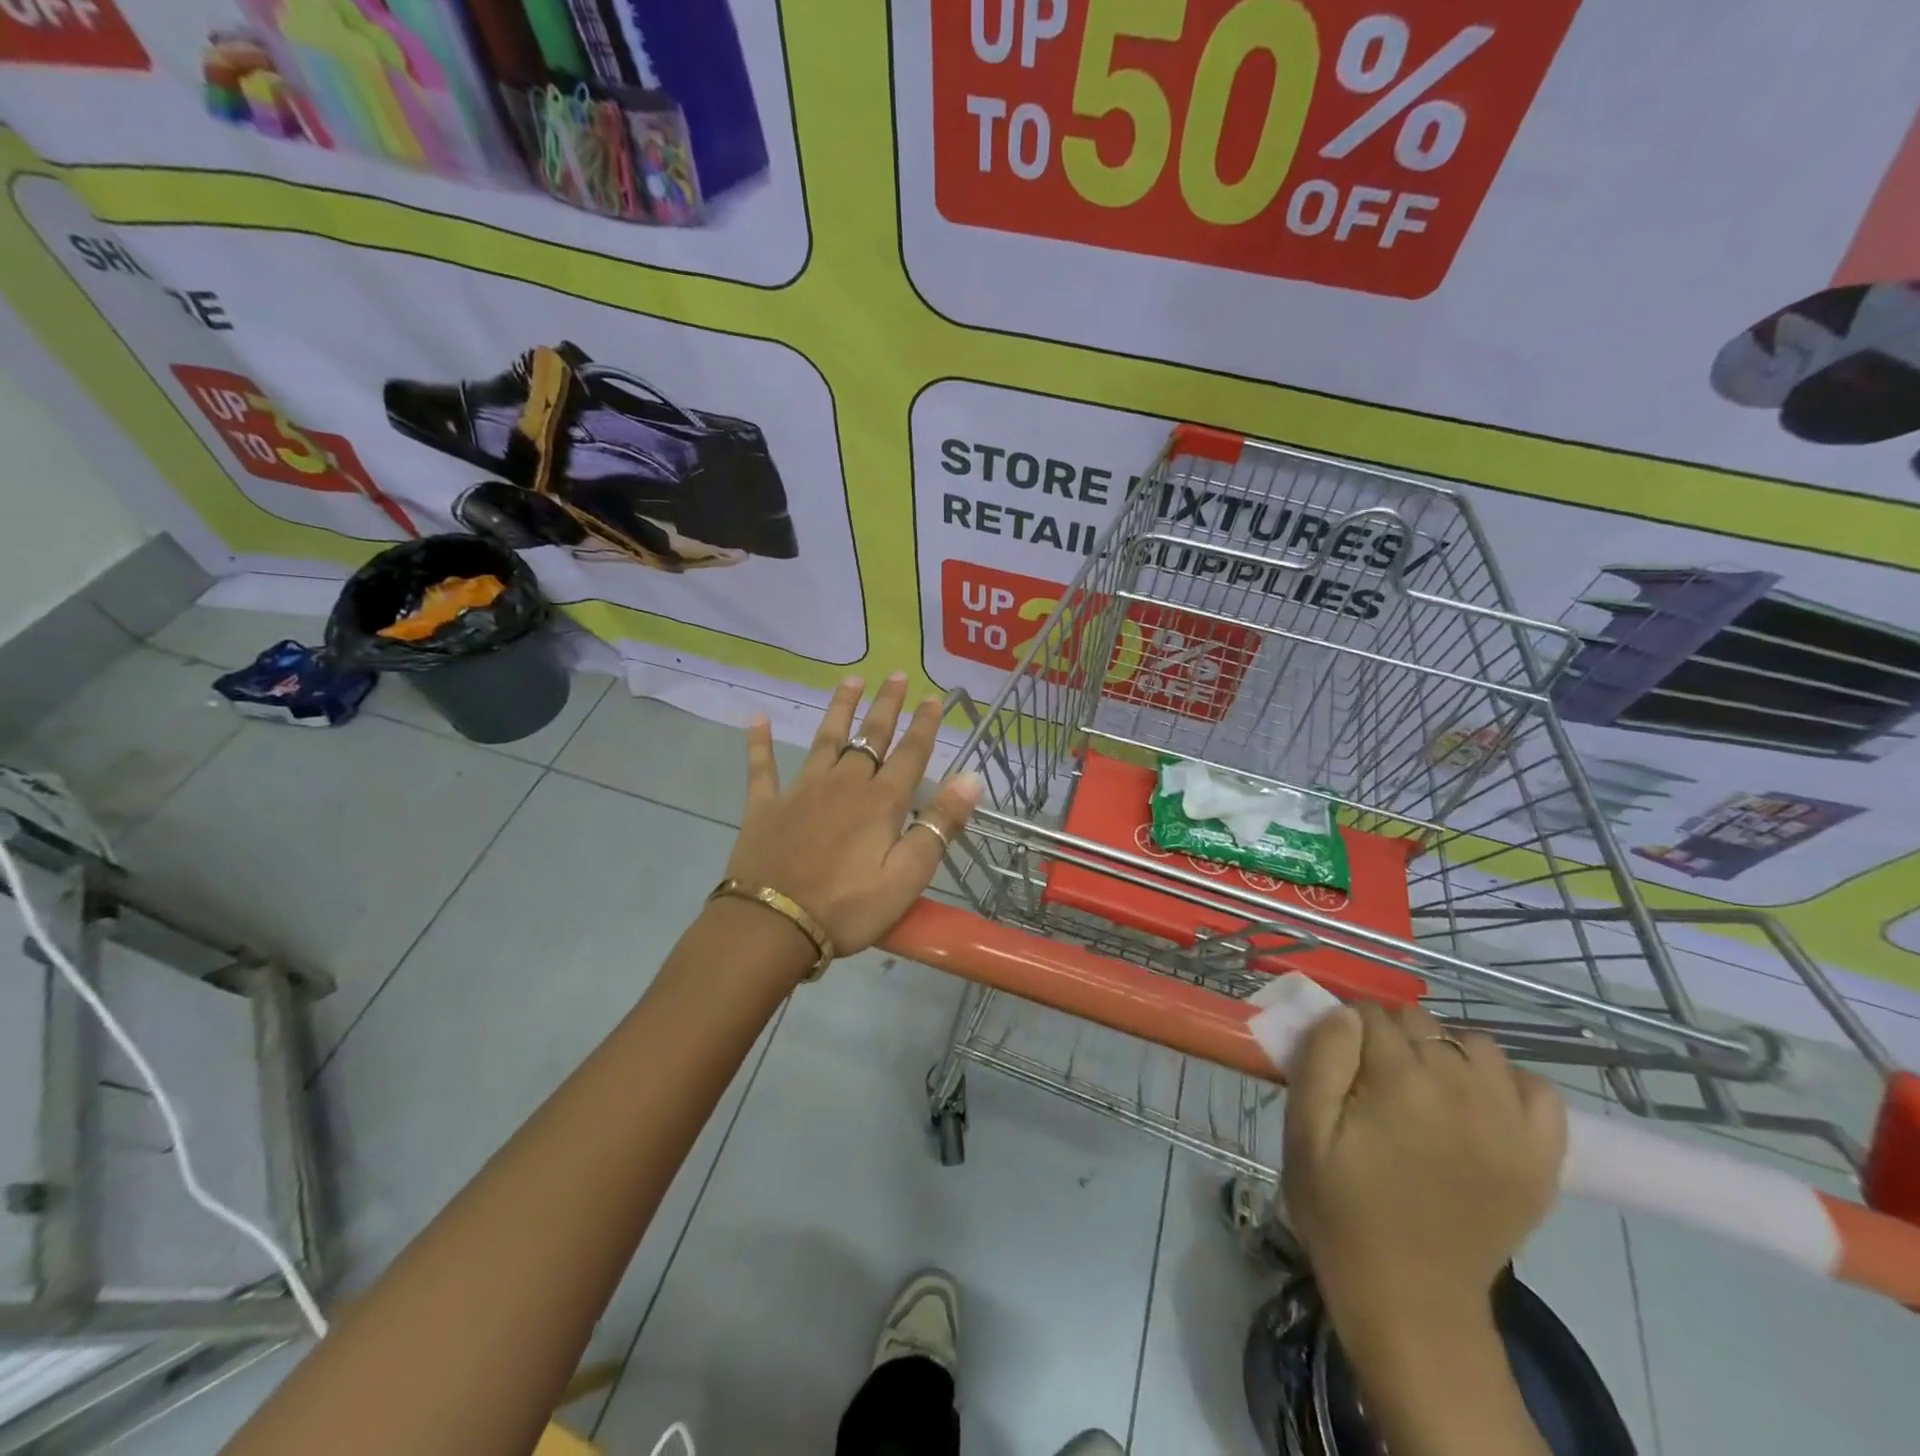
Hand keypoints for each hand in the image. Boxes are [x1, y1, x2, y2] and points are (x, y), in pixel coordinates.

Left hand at [724, 673, 982, 958]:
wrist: (772, 927)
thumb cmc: (847, 908)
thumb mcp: (908, 876)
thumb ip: (939, 825)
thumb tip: (971, 778)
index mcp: (880, 802)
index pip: (910, 754)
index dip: (925, 725)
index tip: (934, 697)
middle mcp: (843, 784)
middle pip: (870, 737)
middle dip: (886, 705)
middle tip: (896, 674)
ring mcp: (801, 791)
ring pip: (825, 740)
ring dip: (839, 709)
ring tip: (850, 680)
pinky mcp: (765, 807)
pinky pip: (762, 768)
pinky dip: (759, 743)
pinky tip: (756, 718)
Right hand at [1282, 1002, 1566, 1344]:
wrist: (1411, 1300)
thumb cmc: (1342, 1210)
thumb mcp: (1304, 1132)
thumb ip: (1321, 1059)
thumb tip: (1345, 1014)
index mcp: (1399, 1081)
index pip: (1370, 1014)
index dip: (1346, 1030)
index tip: (1337, 1061)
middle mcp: (1461, 1089)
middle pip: (1421, 1023)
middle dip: (1391, 1038)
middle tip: (1373, 1080)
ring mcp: (1510, 1123)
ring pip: (1475, 1045)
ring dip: (1446, 1053)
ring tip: (1425, 1089)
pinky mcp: (1541, 1157)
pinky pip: (1538, 1089)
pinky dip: (1507, 1083)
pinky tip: (1479, 1104)